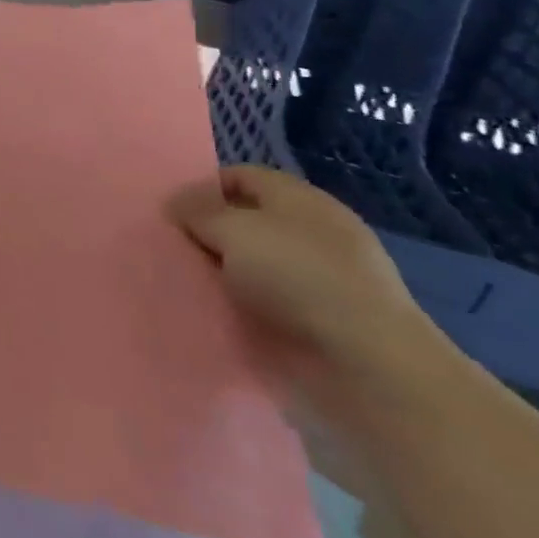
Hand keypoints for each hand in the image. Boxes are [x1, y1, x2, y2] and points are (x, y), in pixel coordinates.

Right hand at [168, 166, 451, 409]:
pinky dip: (242, 303)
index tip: (171, 212)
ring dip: (223, 271)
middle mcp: (313, 231)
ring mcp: (322, 276)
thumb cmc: (297, 277)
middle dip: (209, 231)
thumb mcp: (232, 229)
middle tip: (173, 247)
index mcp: (300, 199)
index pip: (240, 175)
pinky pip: (268, 299)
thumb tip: (177, 205)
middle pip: (245, 219)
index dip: (203, 187)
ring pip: (253, 261)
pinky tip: (220, 312)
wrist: (367, 362)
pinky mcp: (322, 317)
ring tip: (189, 282)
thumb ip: (197, 210)